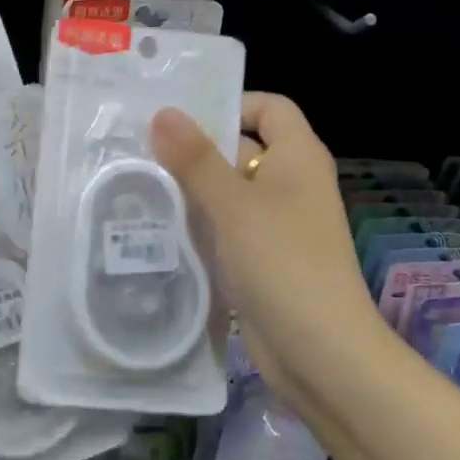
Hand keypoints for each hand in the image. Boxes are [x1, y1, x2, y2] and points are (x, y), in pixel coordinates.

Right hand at [151, 94, 380, 403]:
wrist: (322, 355)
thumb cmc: (283, 264)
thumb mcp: (233, 205)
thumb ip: (196, 158)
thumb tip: (163, 112)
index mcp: (297, 157)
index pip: (268, 108)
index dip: (231, 104)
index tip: (181, 118)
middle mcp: (290, 183)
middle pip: (241, 148)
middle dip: (195, 149)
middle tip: (139, 150)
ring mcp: (277, 223)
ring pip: (228, 190)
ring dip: (191, 189)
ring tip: (137, 184)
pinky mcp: (261, 258)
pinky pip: (226, 226)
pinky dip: (199, 223)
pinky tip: (158, 227)